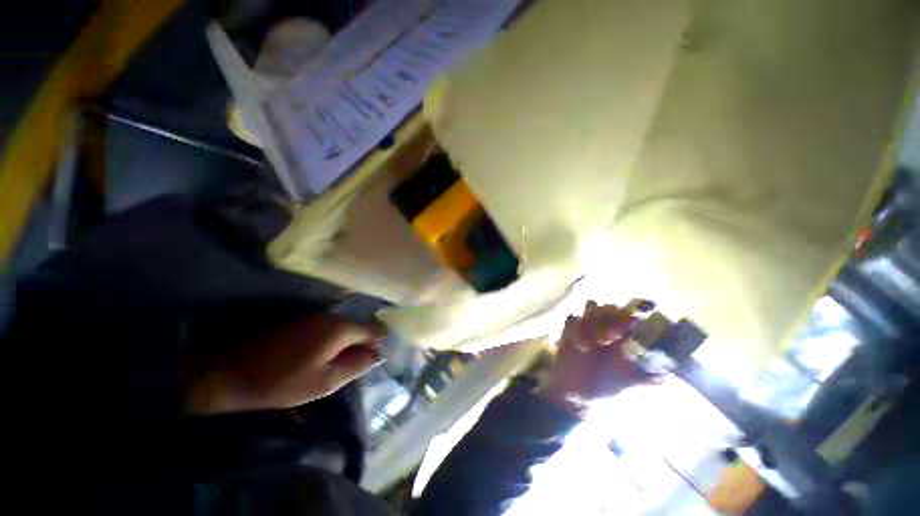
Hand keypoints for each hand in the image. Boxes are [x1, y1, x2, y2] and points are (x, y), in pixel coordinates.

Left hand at [188, 313, 382, 414]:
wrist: (231, 372)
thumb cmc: (282, 381)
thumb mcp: (325, 382)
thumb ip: (356, 366)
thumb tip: (377, 356)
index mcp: (341, 329)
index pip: (373, 330)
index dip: (379, 345)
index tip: (376, 361)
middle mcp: (332, 317)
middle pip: (359, 327)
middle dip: (364, 345)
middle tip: (359, 367)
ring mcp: (316, 317)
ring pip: (344, 328)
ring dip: (348, 344)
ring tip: (344, 365)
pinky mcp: (302, 322)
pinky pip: (330, 329)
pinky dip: (334, 342)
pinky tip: (326, 357)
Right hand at [538, 301, 659, 416]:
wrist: (575, 393)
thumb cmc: (604, 388)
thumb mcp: (627, 384)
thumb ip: (644, 378)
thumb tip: (664, 376)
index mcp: (626, 336)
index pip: (635, 313)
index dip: (638, 309)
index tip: (639, 317)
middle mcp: (608, 326)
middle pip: (612, 307)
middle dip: (611, 320)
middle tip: (608, 339)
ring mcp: (588, 325)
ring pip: (592, 306)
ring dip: (591, 321)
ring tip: (591, 343)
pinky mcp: (570, 328)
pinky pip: (572, 318)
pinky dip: (575, 329)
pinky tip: (578, 346)